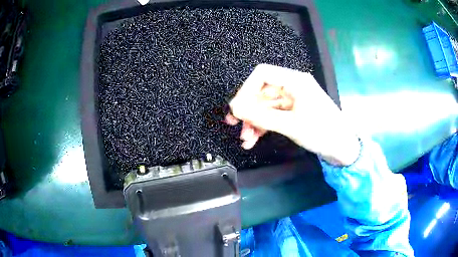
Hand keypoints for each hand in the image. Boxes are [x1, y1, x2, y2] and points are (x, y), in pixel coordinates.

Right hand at [226, 64, 359, 165]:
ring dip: (254, 122)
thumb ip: (260, 116)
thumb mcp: (290, 124)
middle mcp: (292, 86)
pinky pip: (273, 115)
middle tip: (234, 124)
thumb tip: (235, 108)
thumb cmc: (322, 132)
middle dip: (248, 110)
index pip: (262, 74)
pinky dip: (263, 126)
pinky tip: (254, 139)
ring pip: (265, 106)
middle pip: (262, 92)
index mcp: (295, 81)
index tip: (238, 108)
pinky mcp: (294, 112)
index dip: (246, 89)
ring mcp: (293, 100)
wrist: (342, 148)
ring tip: (246, 140)